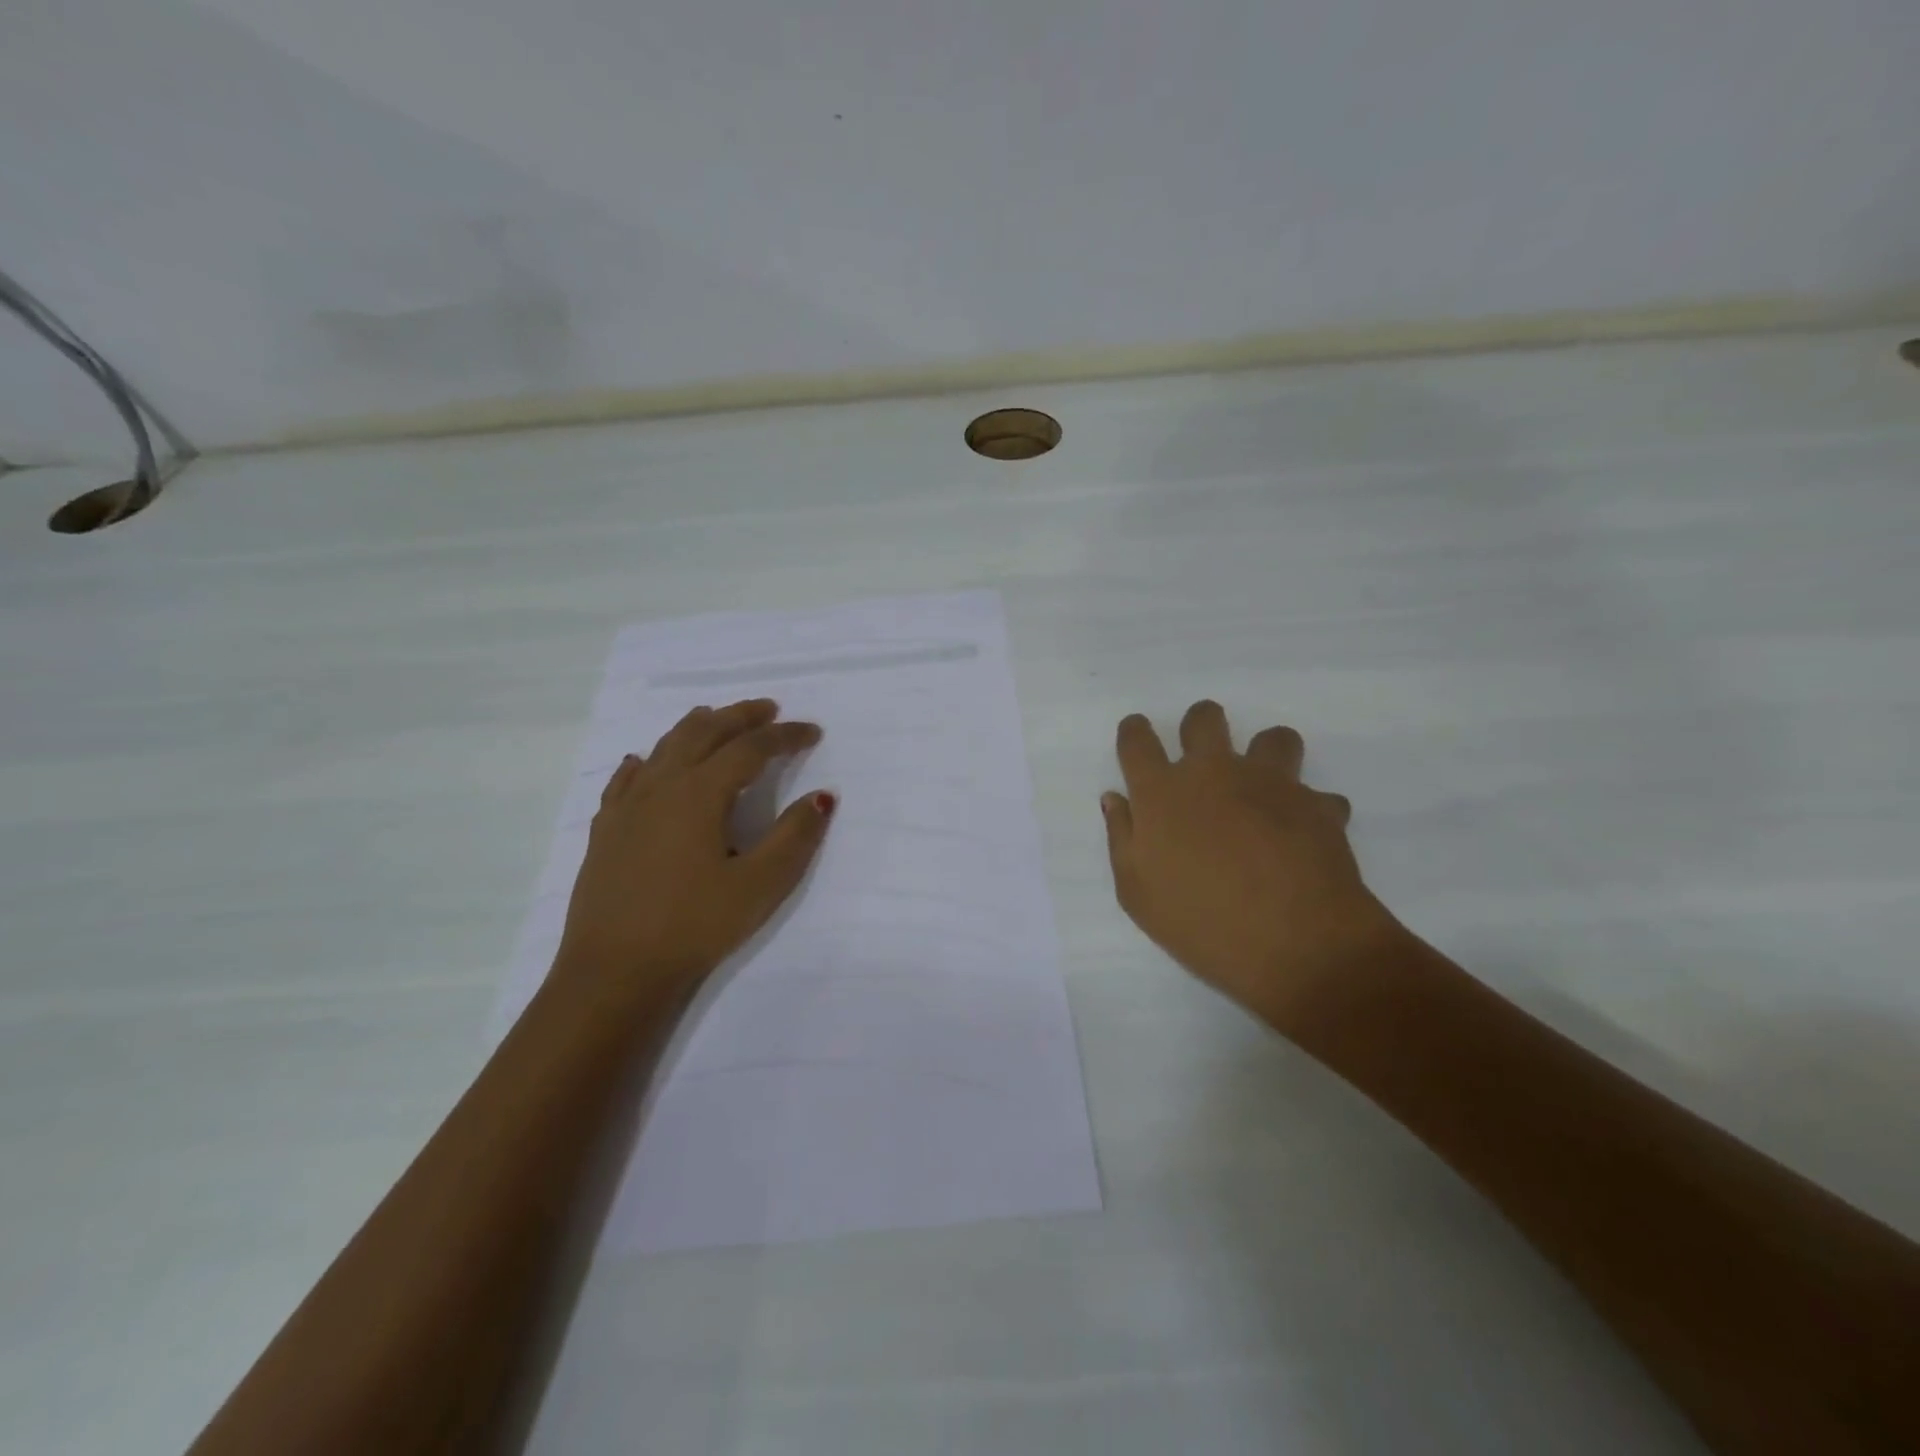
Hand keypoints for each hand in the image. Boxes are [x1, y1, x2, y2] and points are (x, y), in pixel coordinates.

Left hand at [552, 699, 834, 1006]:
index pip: (750, 748)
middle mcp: (661, 786)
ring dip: (697, 727)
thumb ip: (795, 835)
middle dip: (741, 717)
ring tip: (718, 719)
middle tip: (770, 710)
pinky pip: (627, 778)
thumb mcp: (760, 885)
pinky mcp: (606, 830)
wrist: (613, 972)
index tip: (813, 732)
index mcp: (700, 793)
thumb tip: (822, 795)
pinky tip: (646, 762)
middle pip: (704, 732)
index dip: (785, 736)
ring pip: (664, 747)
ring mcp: (627, 806)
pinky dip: (648, 760)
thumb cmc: (694, 926)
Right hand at [1101, 700, 1399, 1028]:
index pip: (1137, 740)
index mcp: (1162, 792)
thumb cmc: (1200, 923)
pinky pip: (1316, 794)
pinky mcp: (1317, 805)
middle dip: (1199, 725)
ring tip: (1263, 790)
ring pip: (1273, 738)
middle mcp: (1214, 773)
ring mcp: (1270, 783)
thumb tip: (1116, 799)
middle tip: (1201, 760)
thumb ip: (1122, 837)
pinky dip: (1308, 809)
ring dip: (1265, 756)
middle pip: (1204, 718)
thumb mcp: (1137, 893)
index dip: (1134, 732)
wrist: (1295, 944)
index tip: (1137, 738)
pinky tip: (1302, 836)